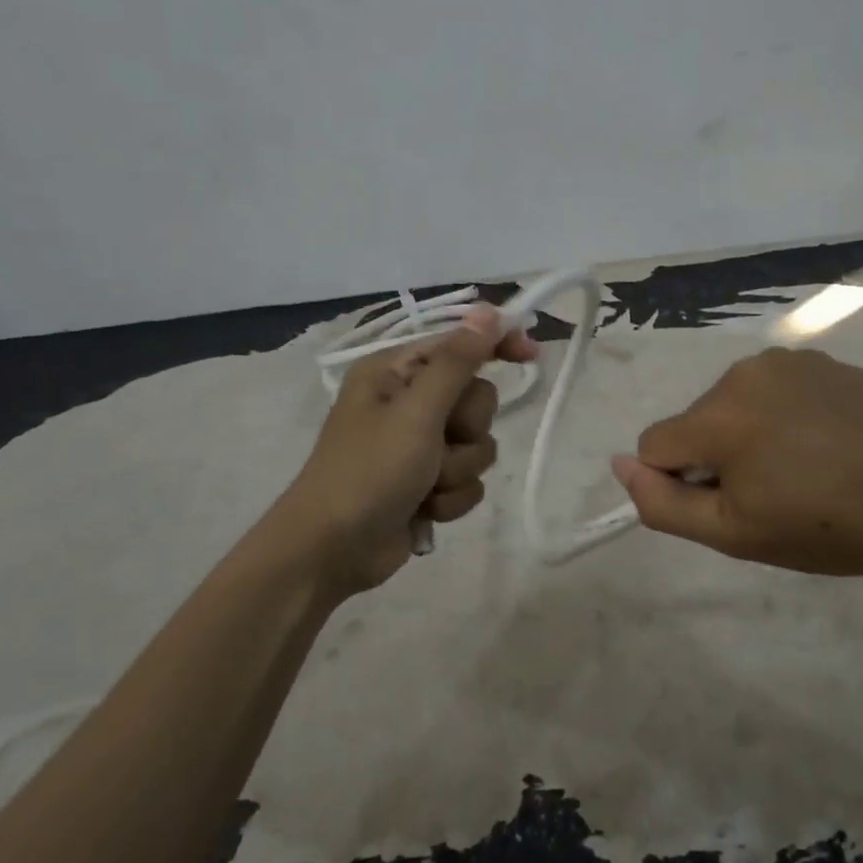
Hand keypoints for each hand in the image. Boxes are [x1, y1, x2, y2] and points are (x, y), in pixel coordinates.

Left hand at [277, 305, 537, 596]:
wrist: (333, 551)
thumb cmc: (369, 471)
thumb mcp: (416, 412)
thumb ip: (457, 362)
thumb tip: (488, 312)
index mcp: (395, 373)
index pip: (458, 344)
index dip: (495, 344)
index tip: (530, 353)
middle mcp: (409, 403)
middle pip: (477, 399)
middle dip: (467, 429)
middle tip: (440, 442)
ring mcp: (420, 446)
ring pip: (478, 444)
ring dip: (459, 468)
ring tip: (427, 485)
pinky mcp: (429, 484)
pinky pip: (469, 479)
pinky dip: (452, 497)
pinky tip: (425, 510)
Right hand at [611, 346, 862, 582]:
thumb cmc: (824, 526)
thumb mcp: (733, 533)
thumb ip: (663, 503)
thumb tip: (619, 465)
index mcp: (718, 415)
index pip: (656, 444)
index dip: (682, 482)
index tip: (731, 503)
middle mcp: (744, 372)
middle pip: (698, 420)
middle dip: (719, 455)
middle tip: (774, 492)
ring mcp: (790, 360)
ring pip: (738, 402)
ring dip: (752, 431)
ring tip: (806, 466)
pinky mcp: (825, 360)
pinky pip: (780, 388)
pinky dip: (788, 413)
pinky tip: (829, 441)